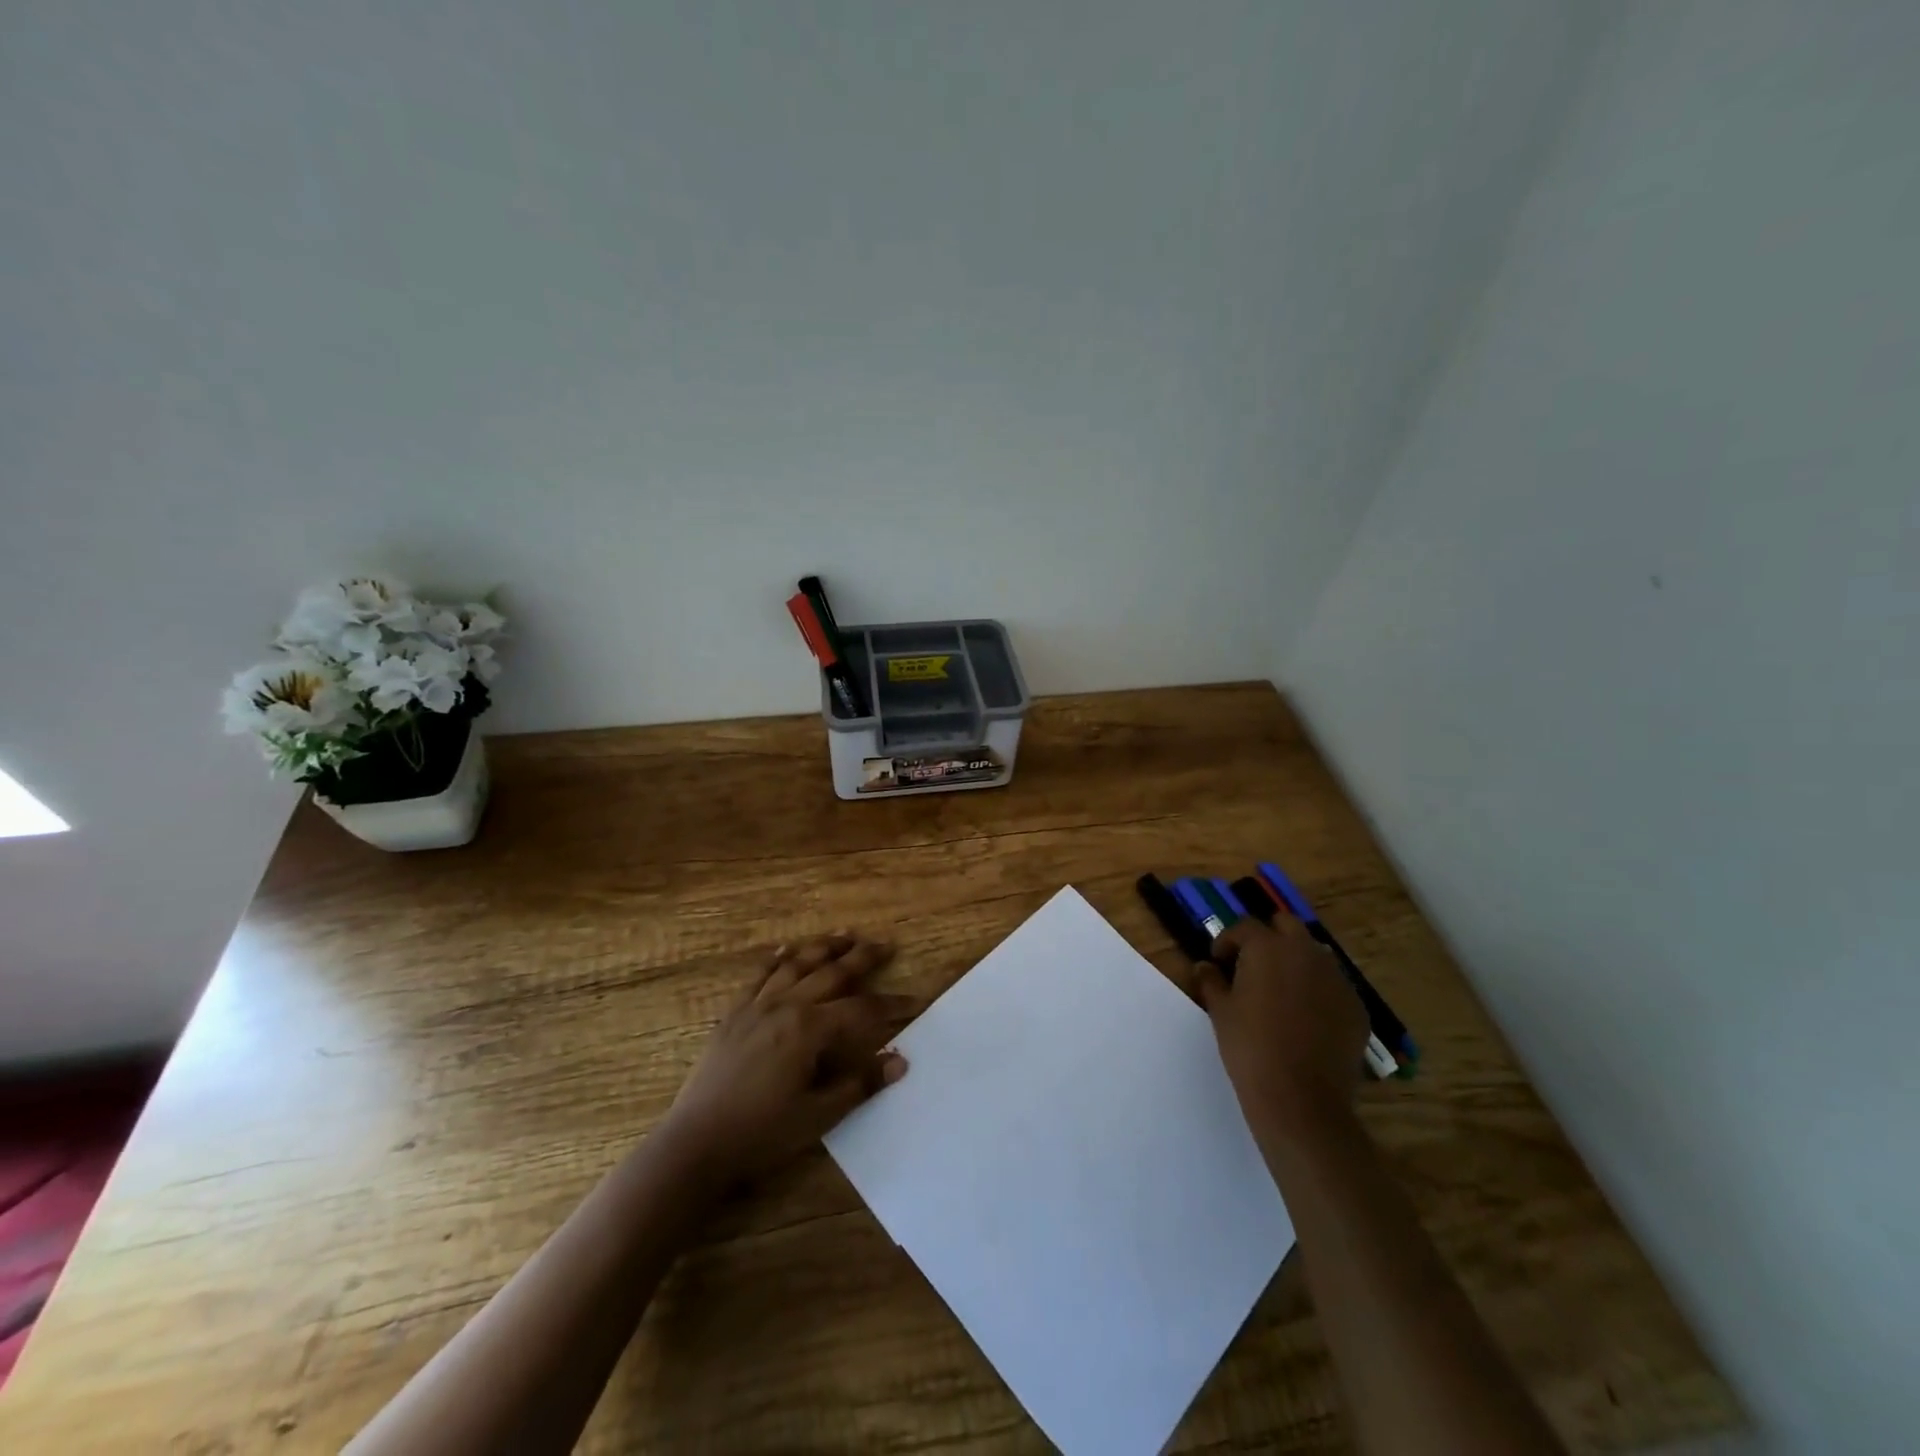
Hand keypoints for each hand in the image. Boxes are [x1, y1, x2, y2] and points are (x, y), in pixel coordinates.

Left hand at [658, 934, 915, 1185]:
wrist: (695, 1142)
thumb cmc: (761, 1133)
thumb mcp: (818, 1115)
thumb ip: (860, 1084)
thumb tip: (900, 1061)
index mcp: (809, 1029)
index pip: (862, 1010)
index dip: (892, 1005)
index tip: (916, 1000)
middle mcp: (786, 1005)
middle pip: (832, 972)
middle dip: (862, 957)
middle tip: (885, 945)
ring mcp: (757, 1005)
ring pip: (797, 964)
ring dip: (824, 947)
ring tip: (845, 936)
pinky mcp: (733, 1013)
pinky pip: (758, 976)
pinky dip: (776, 959)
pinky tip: (786, 949)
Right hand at [1195, 916, 1369, 1135]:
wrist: (1301, 1099)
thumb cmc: (1250, 1047)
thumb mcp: (1220, 1012)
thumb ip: (1211, 982)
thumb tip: (1205, 967)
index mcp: (1268, 947)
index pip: (1245, 926)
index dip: (1227, 941)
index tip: (1218, 960)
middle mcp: (1306, 952)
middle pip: (1286, 926)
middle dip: (1268, 937)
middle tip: (1251, 964)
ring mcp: (1337, 978)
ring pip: (1314, 954)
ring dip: (1296, 960)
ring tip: (1280, 989)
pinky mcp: (1356, 1006)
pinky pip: (1334, 986)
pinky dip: (1318, 990)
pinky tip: (1306, 1018)